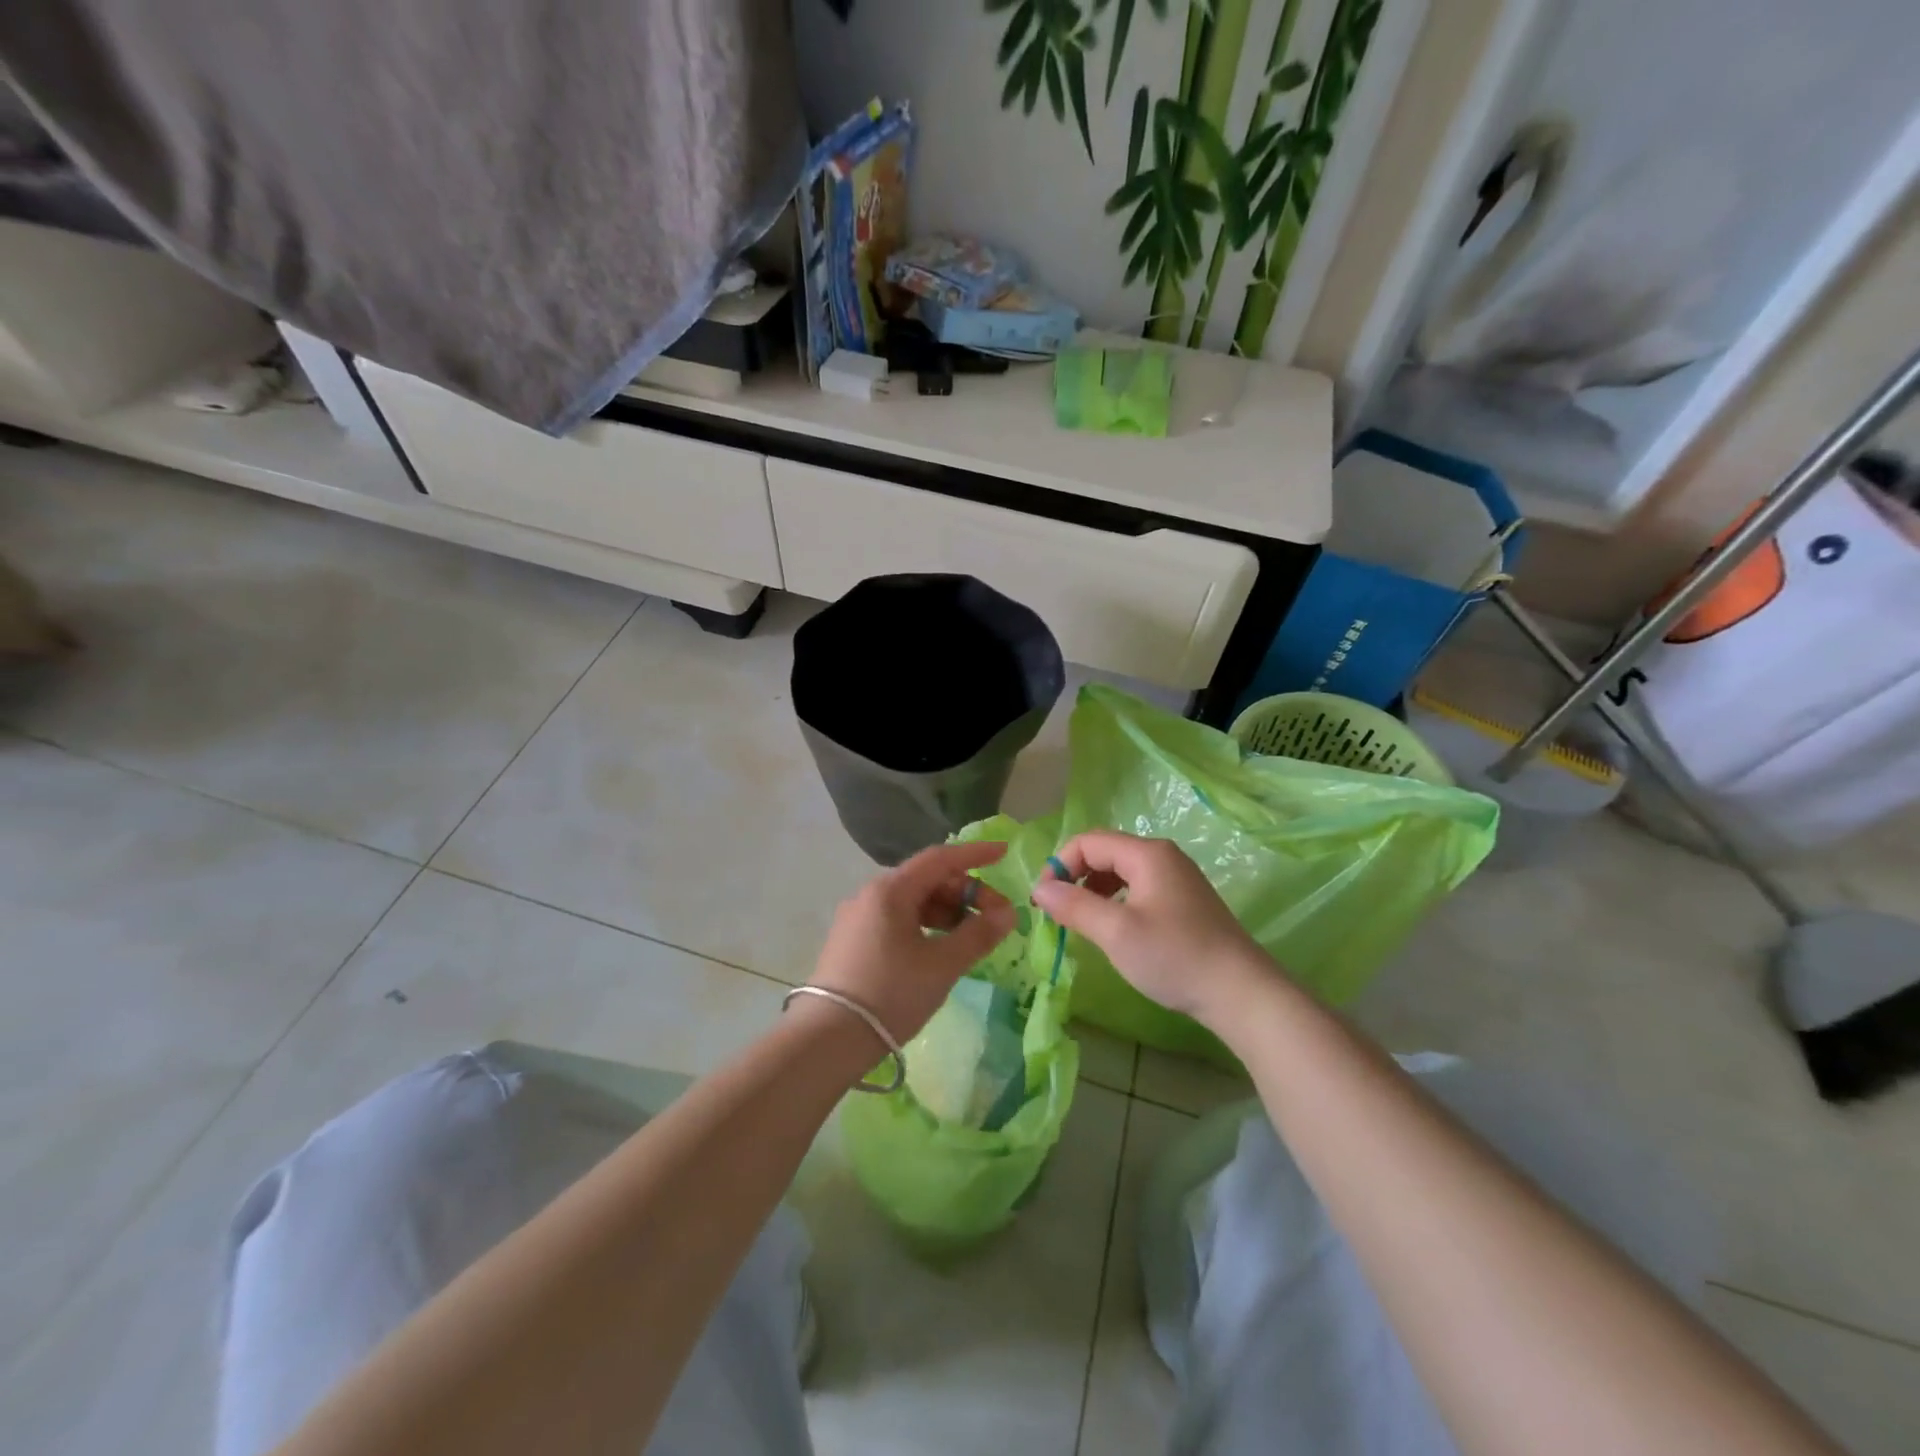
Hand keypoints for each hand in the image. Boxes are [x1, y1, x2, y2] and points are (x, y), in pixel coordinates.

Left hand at [809, 840, 1016, 1044]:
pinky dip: (925, 926)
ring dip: (946, 912)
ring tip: (971, 938)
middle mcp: (870, 895)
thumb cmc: (891, 993)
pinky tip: (940, 948)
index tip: (1003, 853)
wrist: (828, 1038)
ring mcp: (857, 918)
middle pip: (926, 880)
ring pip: (912, 902)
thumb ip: (978, 935)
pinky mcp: (852, 941)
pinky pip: (897, 920)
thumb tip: (1007, 913)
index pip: (940, 858)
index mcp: (890, 890)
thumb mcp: (942, 965)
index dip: (975, 854)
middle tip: (995, 918)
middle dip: (965, 893)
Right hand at [1031, 831, 1272, 1025]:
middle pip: (1105, 852)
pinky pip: (1138, 887)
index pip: (1088, 842)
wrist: (1241, 993)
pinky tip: (1114, 928)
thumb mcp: (1116, 932)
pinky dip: (1116, 900)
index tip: (1044, 901)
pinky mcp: (1185, 901)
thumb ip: (1074, 906)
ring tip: (1082, 921)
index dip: (1059, 865)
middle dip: (1075, 876)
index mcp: (1147, 854)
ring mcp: (1177, 877)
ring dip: (1094, 889)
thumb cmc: (1175, 957)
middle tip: (1058, 911)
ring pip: (1121, 871)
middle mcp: (1163, 856)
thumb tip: (1040, 889)